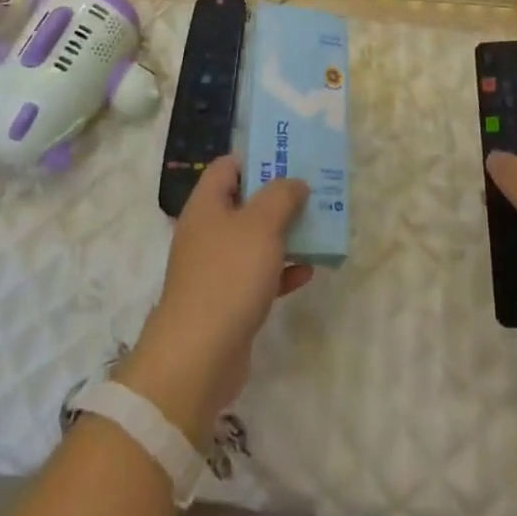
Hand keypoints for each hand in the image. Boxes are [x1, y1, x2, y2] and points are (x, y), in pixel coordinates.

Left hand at [117, 158, 312, 438]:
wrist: (198, 357)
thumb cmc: (229, 276)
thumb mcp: (261, 225)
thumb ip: (281, 196)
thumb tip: (294, 182)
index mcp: (206, 205)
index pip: (228, 166)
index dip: (257, 158)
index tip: (289, 160)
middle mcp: (207, 232)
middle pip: (244, 202)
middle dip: (278, 198)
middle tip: (312, 193)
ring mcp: (215, 269)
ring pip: (254, 241)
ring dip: (284, 235)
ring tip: (318, 229)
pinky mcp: (227, 302)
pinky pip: (258, 276)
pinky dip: (281, 272)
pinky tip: (307, 273)